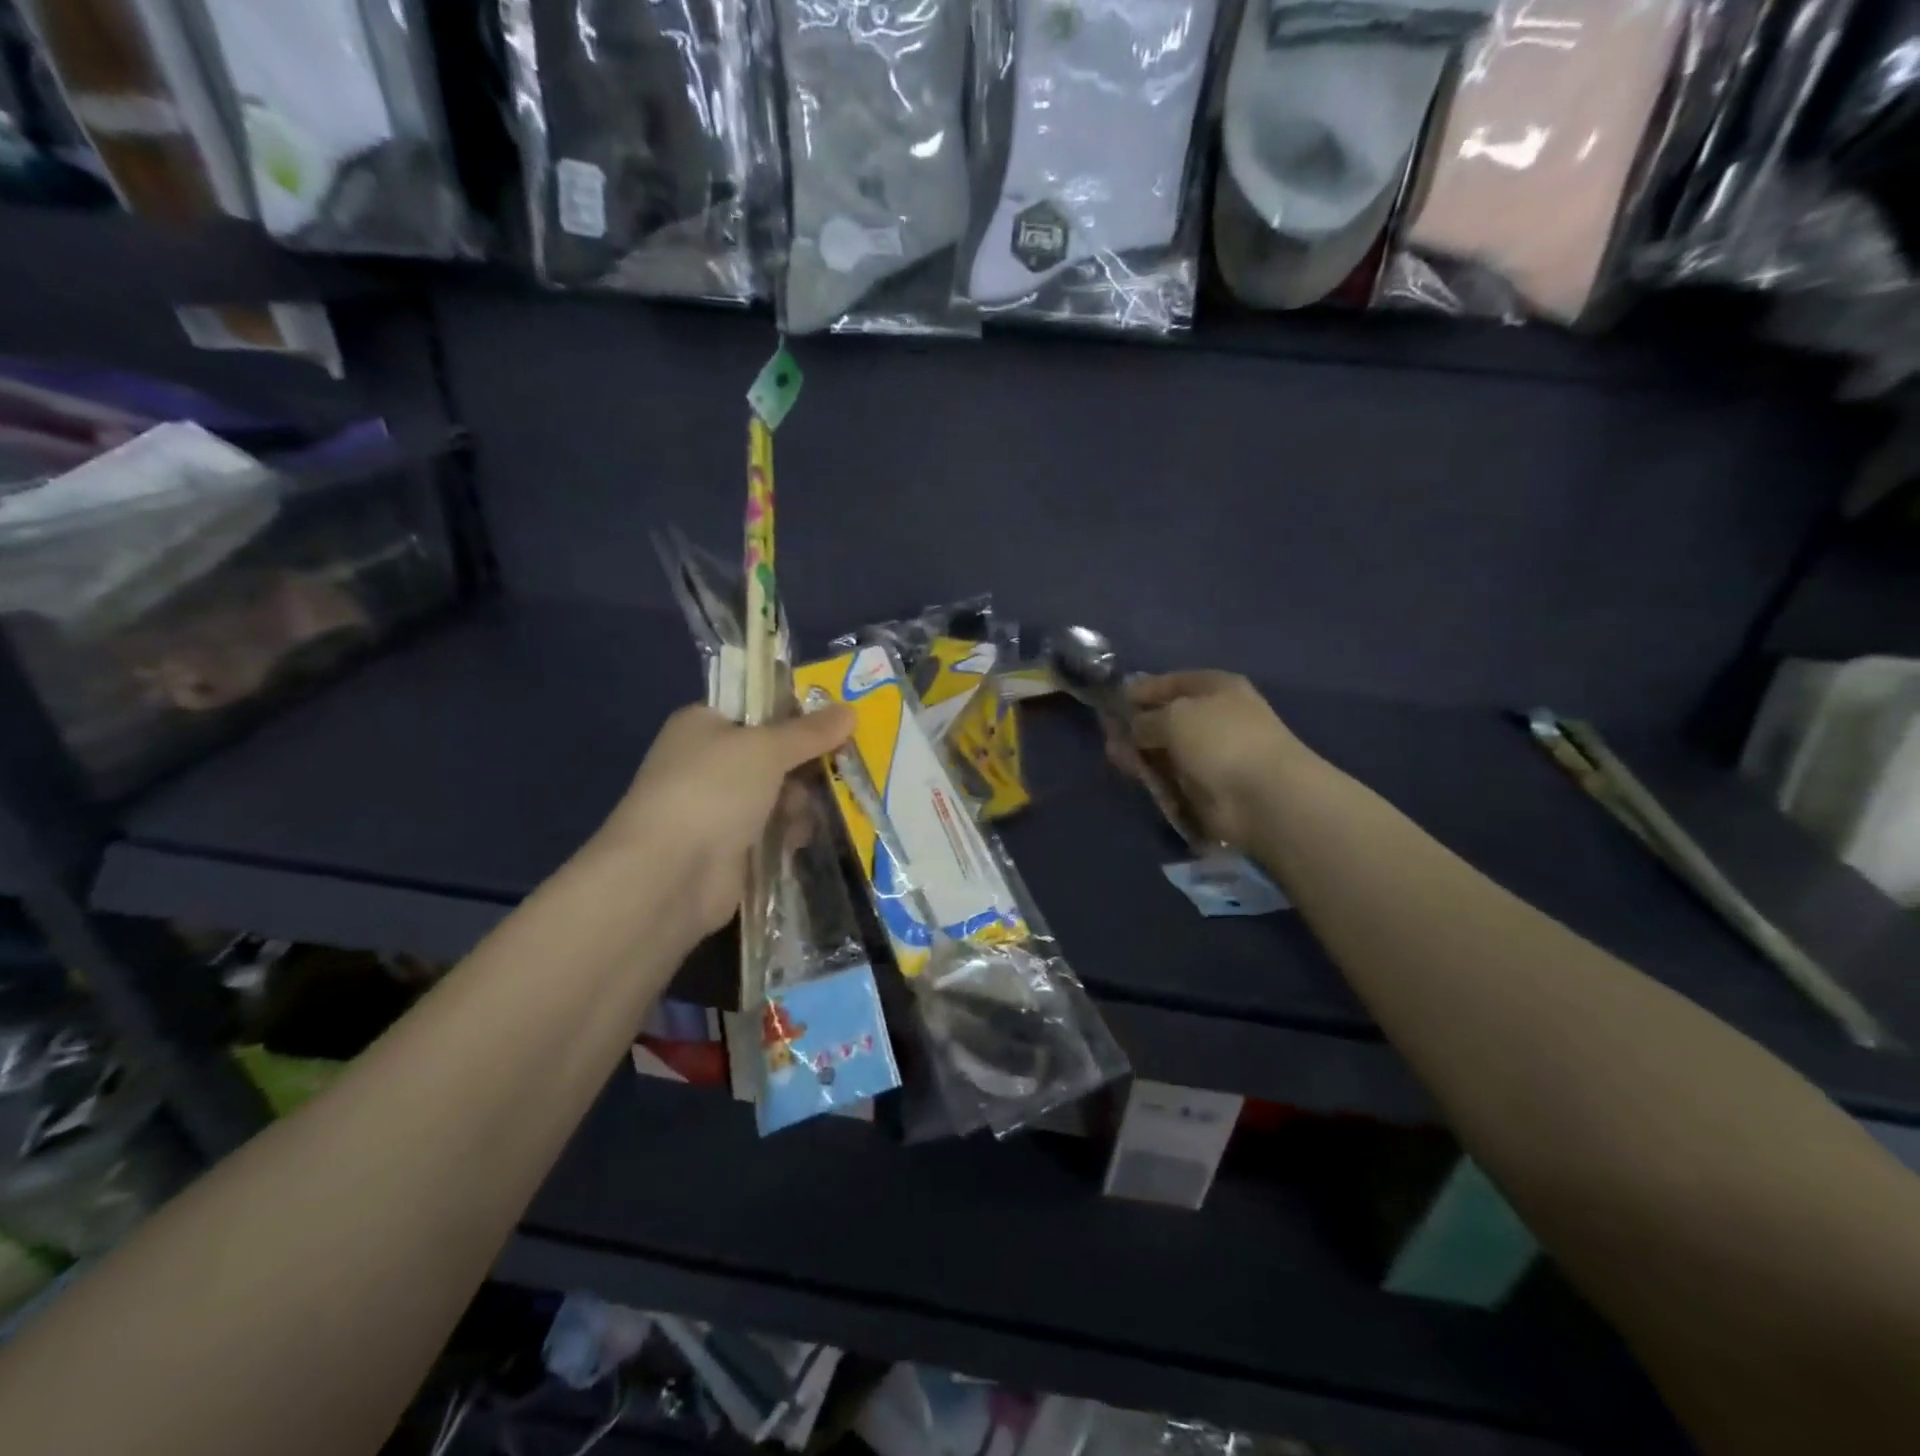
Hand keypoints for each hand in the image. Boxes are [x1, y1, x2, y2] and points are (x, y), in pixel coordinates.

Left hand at [600, 703, 854, 936]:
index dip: (795, 714)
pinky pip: (773, 830)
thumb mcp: (767, 748)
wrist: (671, 873)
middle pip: (774, 754)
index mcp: (704, 724)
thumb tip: (850, 709)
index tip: (834, 723)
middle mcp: (708, 761)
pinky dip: (788, 833)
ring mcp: (718, 807)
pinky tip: (796, 840)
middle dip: (803, 764)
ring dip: (797, 803)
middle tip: (835, 768)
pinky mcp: (730, 847)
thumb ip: (811, 731)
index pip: (757, 708)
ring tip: (800, 813)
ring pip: (778, 794)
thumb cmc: (714, 790)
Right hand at [1115, 672, 1310, 847]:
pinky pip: (1171, 777)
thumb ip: (1145, 718)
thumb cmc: (1219, 739)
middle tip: (1108, 734)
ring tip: (1116, 757)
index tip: (1114, 701)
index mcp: (1216, 687)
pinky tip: (1136, 777)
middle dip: (1136, 726)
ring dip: (1139, 753)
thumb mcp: (1173, 715)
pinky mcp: (1205, 786)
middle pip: (1166, 717)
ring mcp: (1211, 754)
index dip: (1143, 689)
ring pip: (1165, 749)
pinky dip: (1153, 777)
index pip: (1173, 682)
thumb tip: (1133, 727)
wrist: (1261, 795)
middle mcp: (1215, 717)